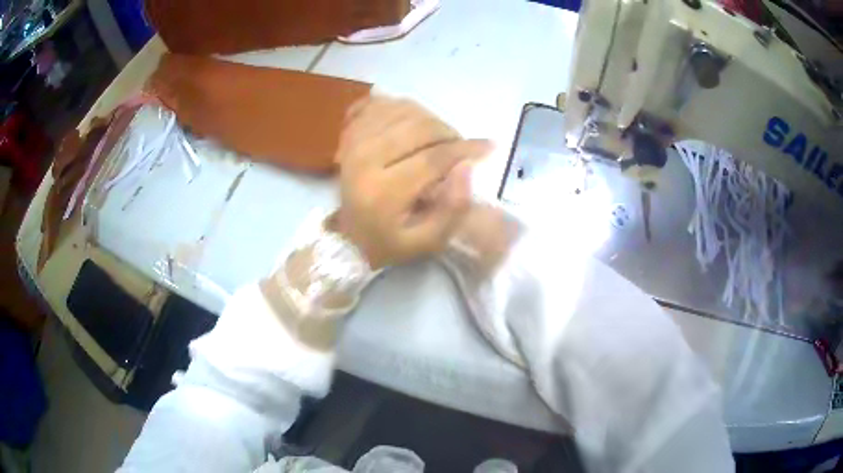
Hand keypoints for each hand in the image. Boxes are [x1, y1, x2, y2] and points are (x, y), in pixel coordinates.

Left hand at [333, 96, 491, 268]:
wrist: (346, 236)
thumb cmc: (389, 242)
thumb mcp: (426, 242)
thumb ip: (452, 210)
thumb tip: (466, 168)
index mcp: (382, 191)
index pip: (432, 158)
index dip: (465, 149)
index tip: (488, 146)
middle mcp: (364, 158)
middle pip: (419, 127)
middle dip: (449, 133)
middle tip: (459, 148)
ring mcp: (352, 140)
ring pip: (403, 110)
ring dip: (430, 119)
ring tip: (438, 139)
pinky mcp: (348, 131)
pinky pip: (381, 103)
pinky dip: (403, 108)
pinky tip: (412, 124)